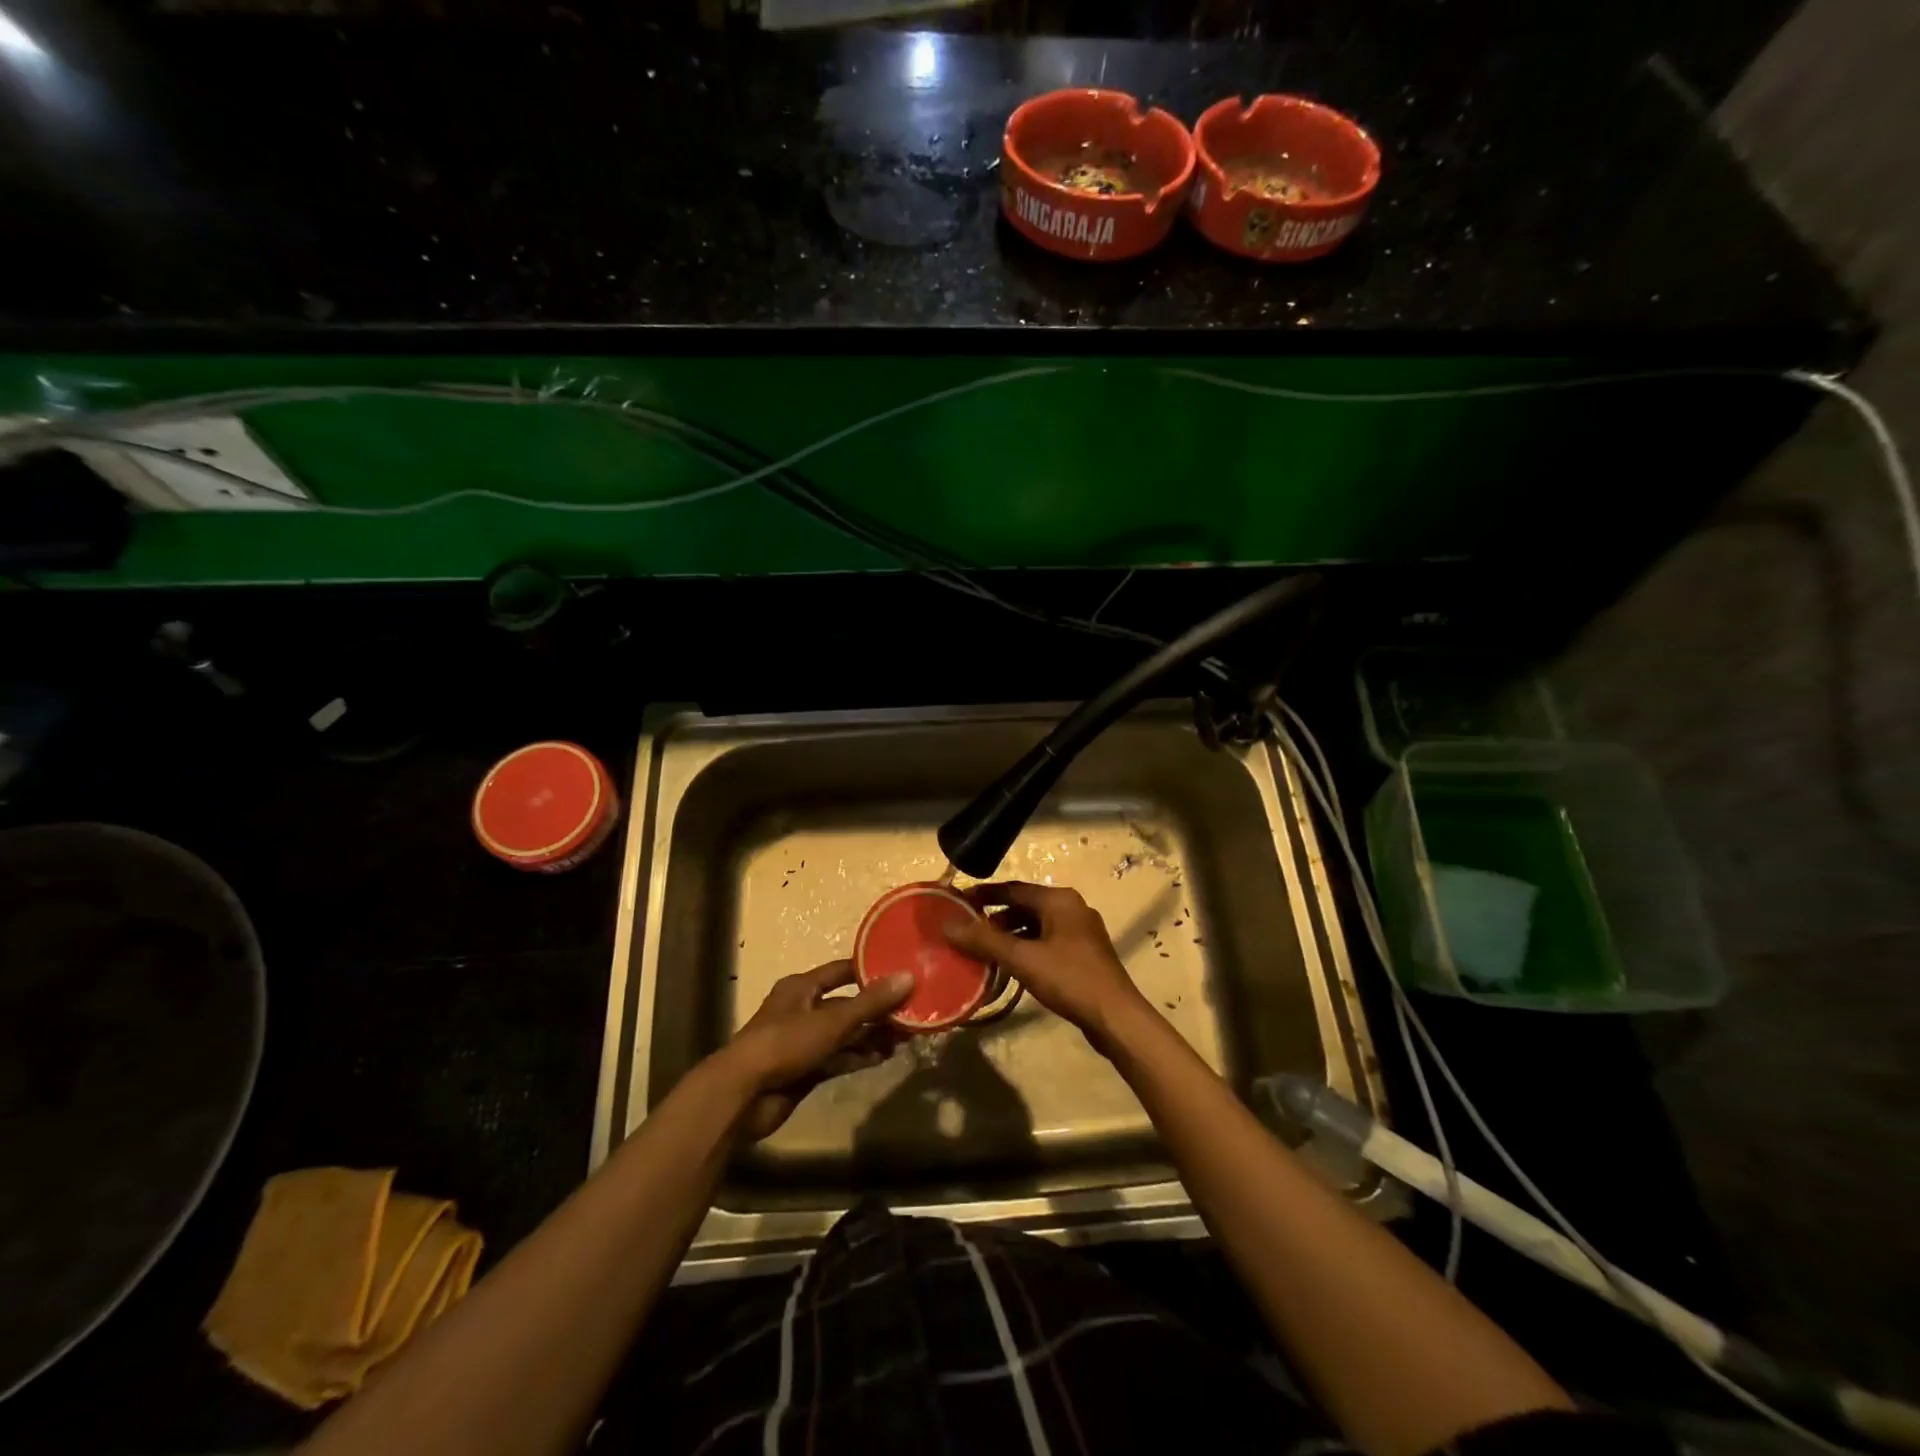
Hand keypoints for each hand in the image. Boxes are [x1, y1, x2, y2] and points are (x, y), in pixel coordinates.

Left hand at [715, 960, 912, 1140]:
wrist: (743, 1096)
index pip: (842, 971)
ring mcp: (804, 1041)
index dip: (870, 970)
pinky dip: (859, 1056)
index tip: (901, 971)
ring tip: (905, 1036)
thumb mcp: (831, 1020)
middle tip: (911, 1010)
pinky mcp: (806, 1069)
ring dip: (872, 1035)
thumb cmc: (785, 1044)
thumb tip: (909, 976)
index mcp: (802, 987)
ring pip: (845, 1033)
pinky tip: (884, 1057)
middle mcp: (803, 1010)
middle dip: (877, 1009)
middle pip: (847, 1004)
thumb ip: (870, 1002)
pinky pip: (839, 1057)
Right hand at [944, 881, 1150, 1046]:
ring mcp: (1081, 931)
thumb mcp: (1022, 958)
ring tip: (983, 951)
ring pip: (1036, 925)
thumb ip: (984, 940)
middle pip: (1025, 906)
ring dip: (1010, 935)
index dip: (984, 895)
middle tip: (966, 931)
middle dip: (995, 918)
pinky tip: (1010, 966)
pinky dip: (1026, 948)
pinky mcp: (1084, 953)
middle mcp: (1072, 908)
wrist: (1116, 1017)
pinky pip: (1047, 941)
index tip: (957, 903)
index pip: (1013, 889)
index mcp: (1059, 899)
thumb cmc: (1069, 979)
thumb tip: (948, 925)